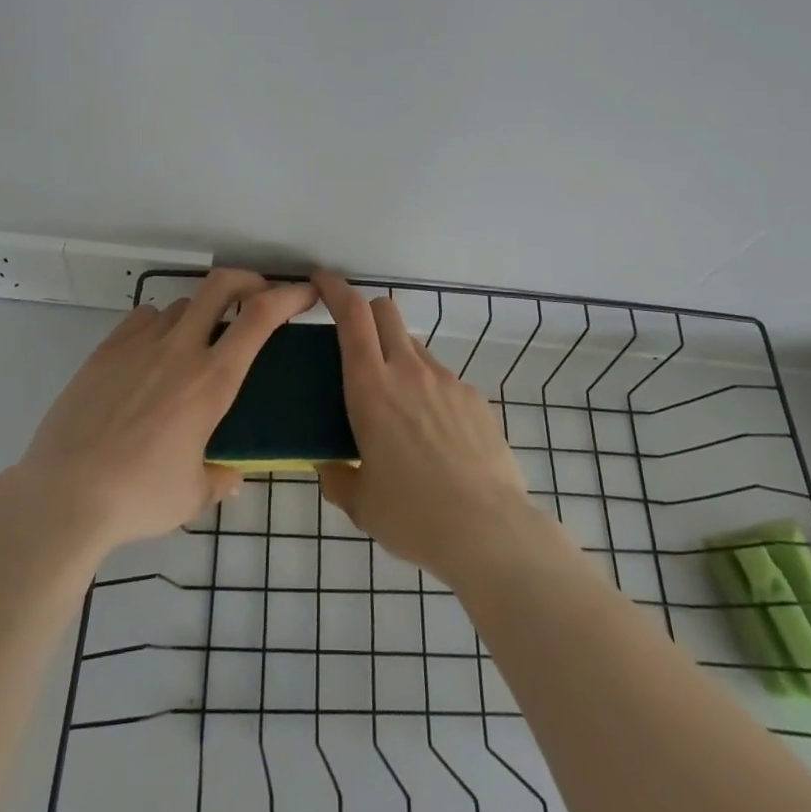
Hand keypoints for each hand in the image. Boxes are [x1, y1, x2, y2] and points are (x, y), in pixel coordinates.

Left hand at [13, 269, 315, 554]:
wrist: (63, 495)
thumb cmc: (138, 498)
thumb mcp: (191, 497)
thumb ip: (219, 479)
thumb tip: (232, 476)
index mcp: (212, 381)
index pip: (260, 317)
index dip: (288, 296)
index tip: (305, 294)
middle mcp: (180, 350)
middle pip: (221, 285)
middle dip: (248, 279)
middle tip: (256, 295)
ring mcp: (139, 344)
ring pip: (181, 304)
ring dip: (200, 314)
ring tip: (196, 341)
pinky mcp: (106, 350)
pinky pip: (142, 319)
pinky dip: (158, 326)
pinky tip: (151, 354)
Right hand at [314, 271, 538, 582]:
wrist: (490, 531)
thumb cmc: (413, 515)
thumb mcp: (361, 503)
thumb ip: (337, 477)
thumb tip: (328, 465)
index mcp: (371, 388)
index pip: (351, 315)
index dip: (334, 289)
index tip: (321, 280)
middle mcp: (408, 371)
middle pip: (385, 312)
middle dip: (365, 312)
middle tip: (354, 341)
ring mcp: (446, 380)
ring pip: (413, 346)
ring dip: (396, 357)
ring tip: (397, 407)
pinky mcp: (474, 398)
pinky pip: (442, 379)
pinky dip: (428, 390)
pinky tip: (434, 435)